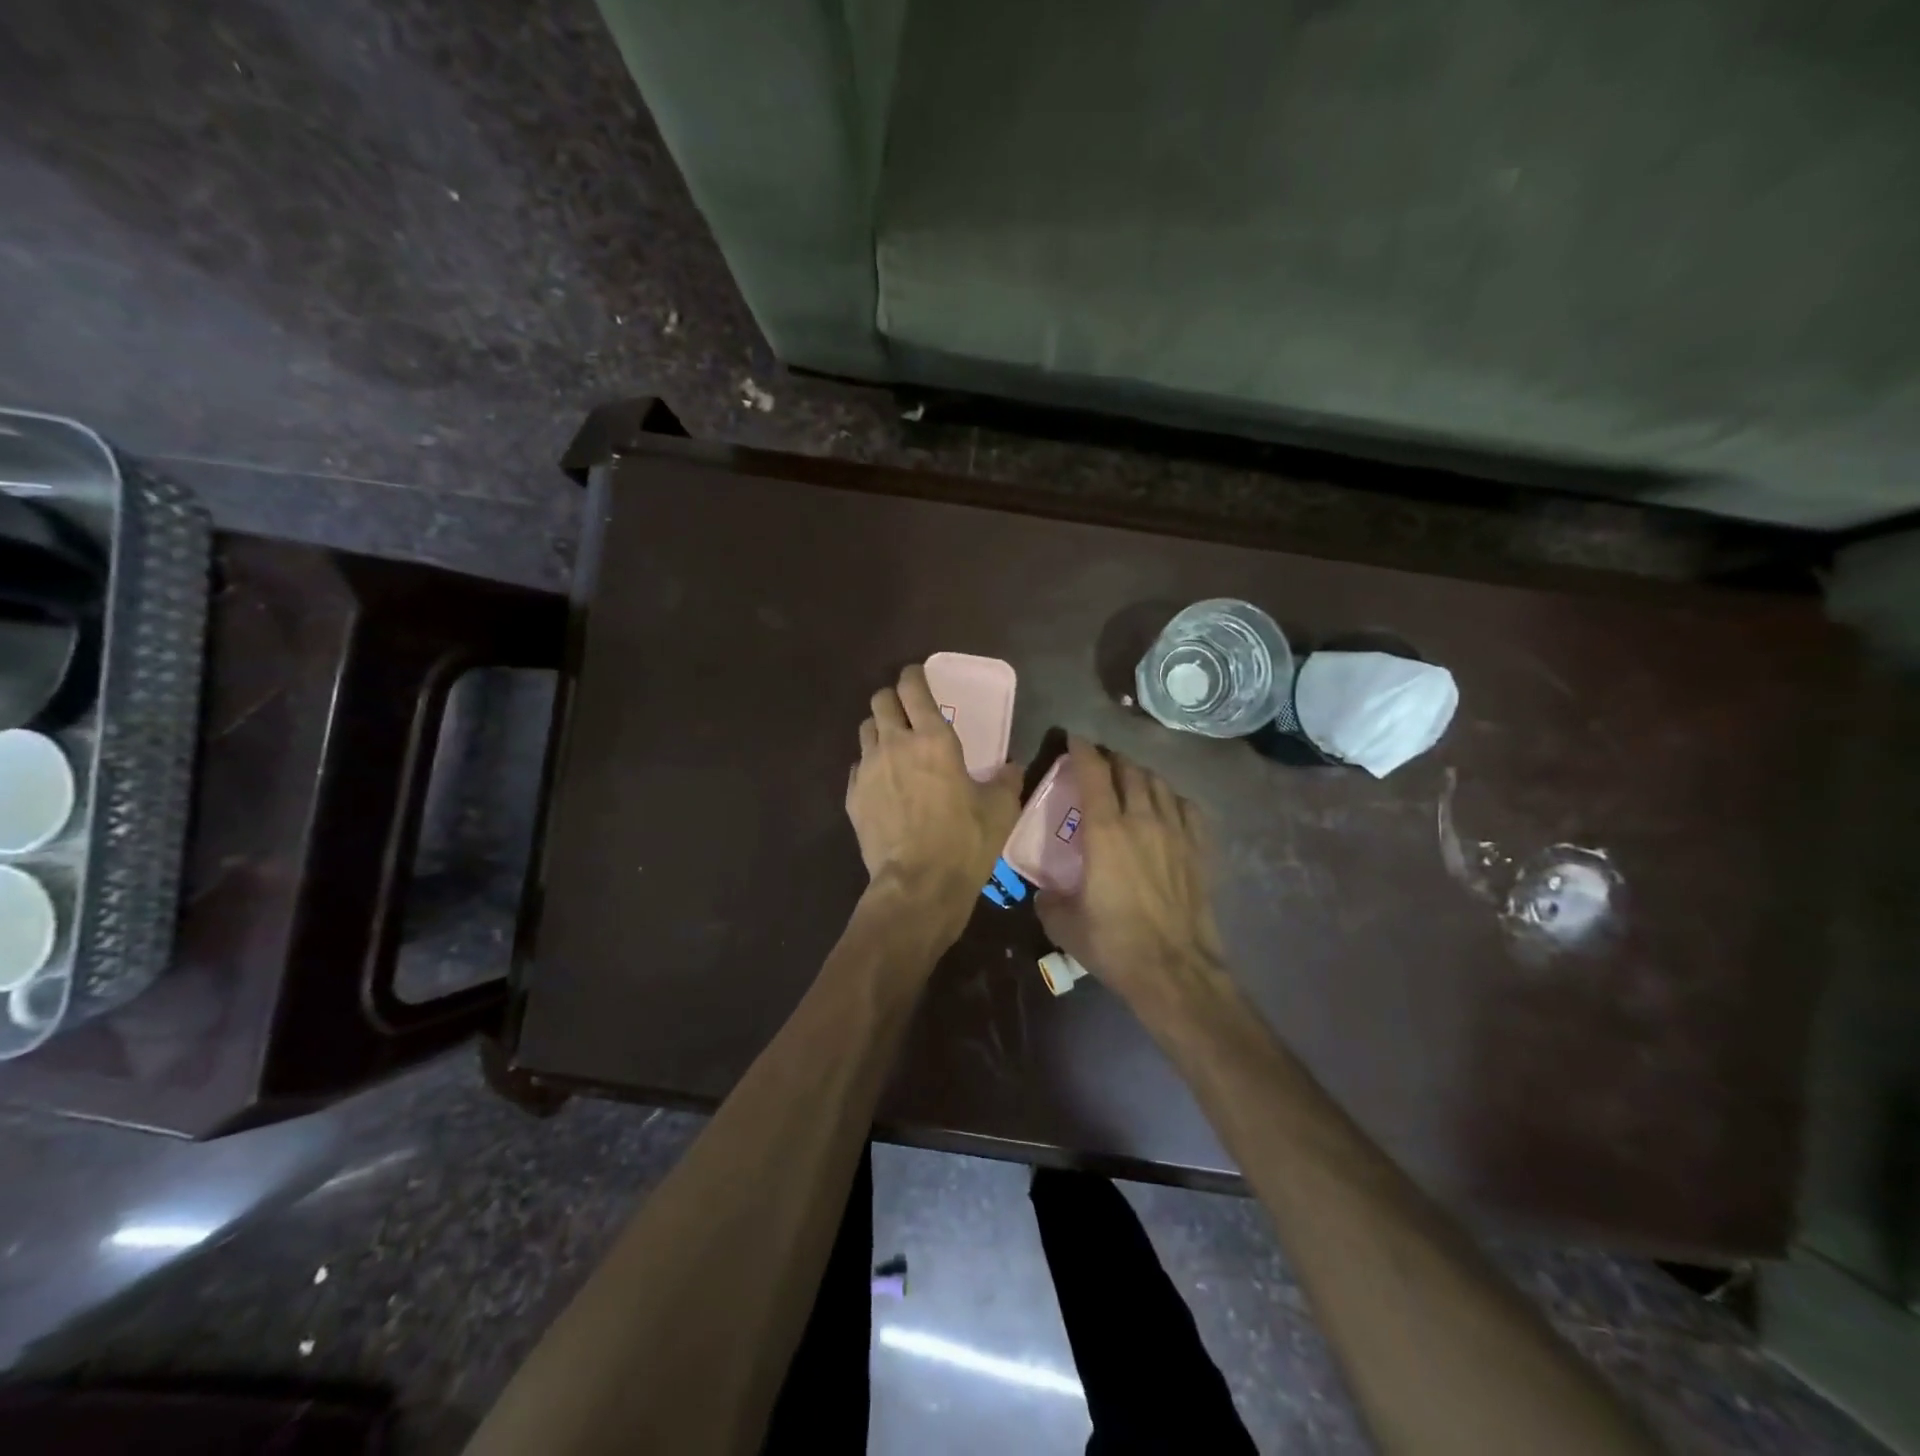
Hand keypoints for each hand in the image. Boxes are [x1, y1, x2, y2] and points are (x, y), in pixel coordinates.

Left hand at [847, 665, 1021, 932]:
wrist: (918, 884)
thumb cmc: (964, 841)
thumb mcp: (1000, 809)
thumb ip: (1007, 780)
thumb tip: (1012, 768)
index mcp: (933, 739)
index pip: (913, 688)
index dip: (914, 675)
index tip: (917, 676)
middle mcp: (894, 744)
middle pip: (880, 700)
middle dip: (892, 699)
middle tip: (906, 712)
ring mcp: (868, 769)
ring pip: (865, 730)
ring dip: (879, 730)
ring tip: (892, 747)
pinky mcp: (852, 796)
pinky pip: (856, 766)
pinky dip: (868, 766)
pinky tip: (882, 783)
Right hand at [1036, 736, 1226, 1008]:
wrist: (1175, 970)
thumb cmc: (1114, 944)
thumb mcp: (1064, 925)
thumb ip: (1048, 901)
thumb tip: (1044, 893)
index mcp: (1105, 831)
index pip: (1093, 774)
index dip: (1082, 751)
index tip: (1074, 739)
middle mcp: (1142, 820)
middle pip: (1129, 771)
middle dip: (1112, 759)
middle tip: (1100, 761)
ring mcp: (1176, 833)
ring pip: (1160, 784)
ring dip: (1142, 774)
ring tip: (1132, 778)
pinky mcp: (1199, 850)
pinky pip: (1188, 808)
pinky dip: (1173, 798)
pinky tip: (1168, 806)